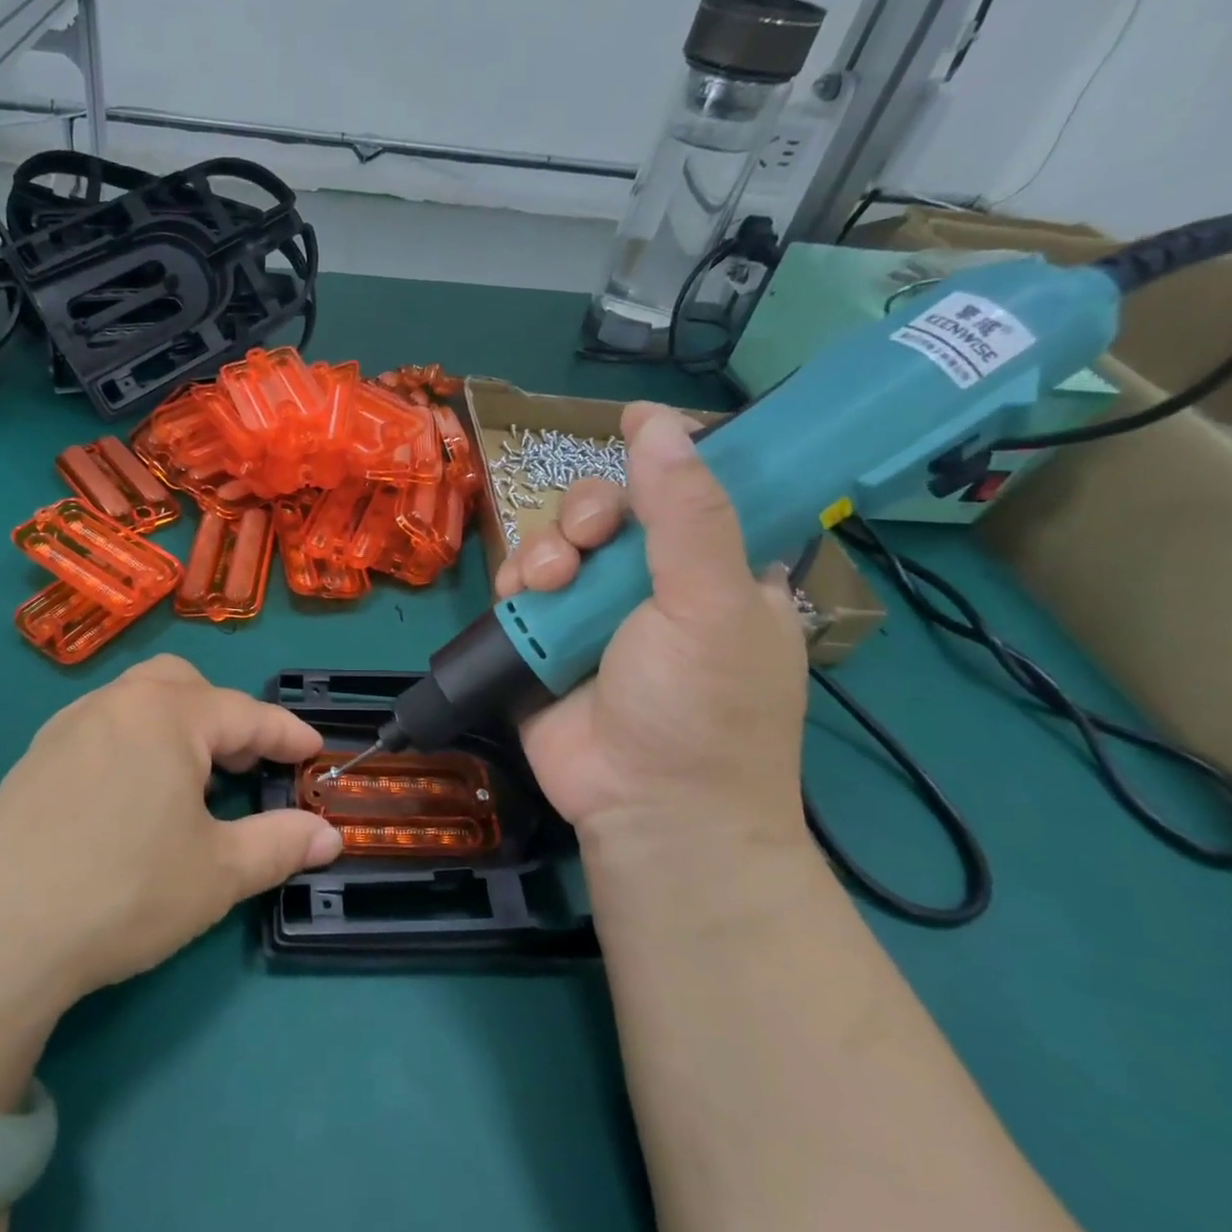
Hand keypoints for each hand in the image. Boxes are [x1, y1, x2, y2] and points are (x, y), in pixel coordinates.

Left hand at [0, 656, 337, 1109]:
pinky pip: (102, 728)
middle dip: (224, 715)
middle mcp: (116, 704)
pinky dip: (135, 744)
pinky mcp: (34, 759)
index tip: (315, 751)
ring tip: (191, 780)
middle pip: (184, 684)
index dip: (286, 733)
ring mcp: (67, 727)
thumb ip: (281, 844)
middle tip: (245, 763)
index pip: (245, 713)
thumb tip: (330, 837)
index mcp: (166, 714)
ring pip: (138, 702)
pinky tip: (132, 797)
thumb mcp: (218, 873)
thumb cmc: (125, 891)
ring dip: (177, 726)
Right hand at [495, 403, 808, 848]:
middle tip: (590, 540)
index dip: (662, 458)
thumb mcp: (712, 604)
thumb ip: (687, 513)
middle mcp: (653, 582)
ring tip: (550, 584)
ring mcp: (593, 611)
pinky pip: (521, 585)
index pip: (689, 489)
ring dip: (547, 550)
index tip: (632, 429)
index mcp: (715, 568)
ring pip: (558, 541)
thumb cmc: (702, 707)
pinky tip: (522, 600)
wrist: (646, 809)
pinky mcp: (544, 637)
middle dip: (589, 513)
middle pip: (610, 509)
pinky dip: (516, 582)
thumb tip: (658, 422)